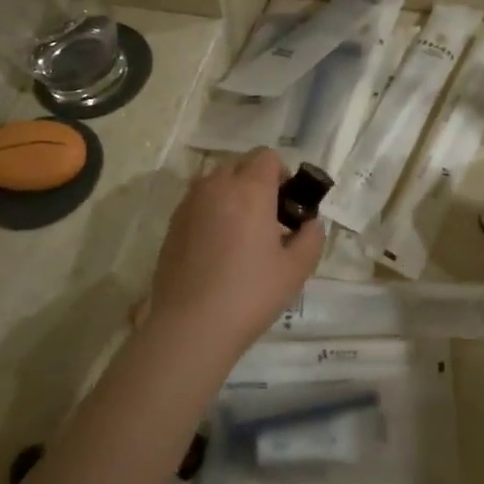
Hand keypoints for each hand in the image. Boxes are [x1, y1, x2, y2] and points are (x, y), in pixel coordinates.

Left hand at [145, 149, 322, 363]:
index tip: (287, 204)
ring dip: (232, 194)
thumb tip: (310, 224)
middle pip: (240, 165)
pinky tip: (217, 248)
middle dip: (256, 182)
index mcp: (250, 190)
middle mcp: (216, 187)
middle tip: (268, 219)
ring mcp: (189, 204)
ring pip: (215, 182)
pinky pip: (198, 203)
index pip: (267, 156)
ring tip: (241, 232)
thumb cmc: (251, 294)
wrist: (191, 326)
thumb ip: (311, 238)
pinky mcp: (172, 225)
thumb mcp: (297, 269)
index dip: (282, 174)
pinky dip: (211, 212)